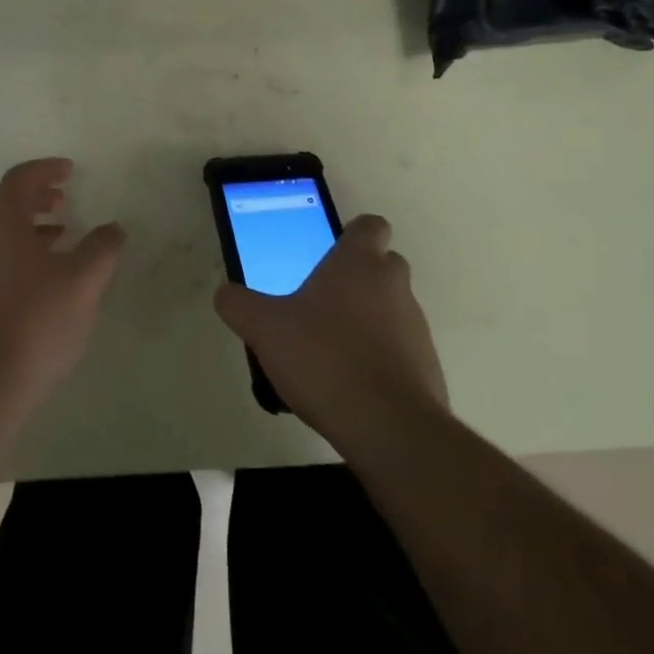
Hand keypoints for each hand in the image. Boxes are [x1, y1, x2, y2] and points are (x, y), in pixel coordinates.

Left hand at [0, 159, 125, 423]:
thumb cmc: (34, 322)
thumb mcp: (82, 281)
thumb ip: (102, 248)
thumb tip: (113, 228)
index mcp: (2, 222)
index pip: (19, 179)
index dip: (45, 169)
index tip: (70, 171)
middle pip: (5, 203)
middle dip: (35, 196)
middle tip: (63, 200)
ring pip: (1, 233)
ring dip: (30, 226)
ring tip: (62, 237)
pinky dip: (23, 253)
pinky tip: (47, 281)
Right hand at [214, 214, 447, 454]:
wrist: (388, 428)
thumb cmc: (324, 359)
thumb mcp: (265, 329)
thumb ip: (240, 305)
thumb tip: (225, 294)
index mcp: (359, 262)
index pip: (370, 226)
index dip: (353, 235)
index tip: (330, 254)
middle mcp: (393, 285)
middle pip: (383, 265)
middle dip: (359, 278)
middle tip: (323, 302)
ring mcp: (416, 326)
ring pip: (393, 308)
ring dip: (370, 320)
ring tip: (332, 351)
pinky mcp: (428, 368)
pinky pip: (402, 350)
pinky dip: (382, 358)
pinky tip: (352, 385)